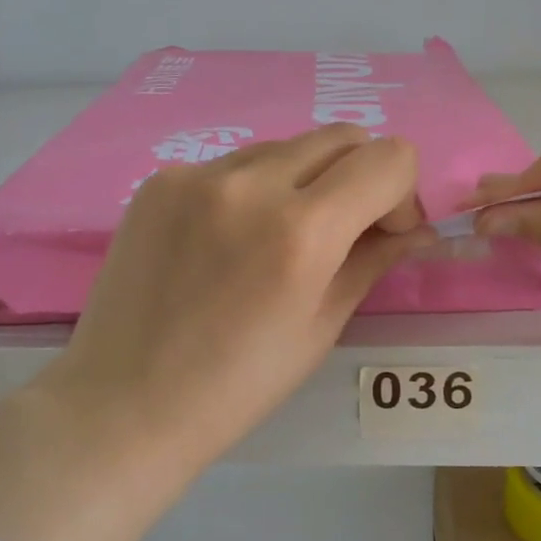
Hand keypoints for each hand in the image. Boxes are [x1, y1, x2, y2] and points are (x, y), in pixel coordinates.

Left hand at [41, 124, 429, 477]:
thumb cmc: (236, 386)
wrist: (124, 403)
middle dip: (360, 178)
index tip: (382, 234)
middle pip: (341, 137)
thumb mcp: (320, 328)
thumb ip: (372, 261)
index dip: (402, 193)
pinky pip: (232, 164)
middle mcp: (250, 183)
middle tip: (342, 233)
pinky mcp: (160, 179)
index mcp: (301, 231)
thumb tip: (416, 229)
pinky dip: (251, 190)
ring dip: (304, 181)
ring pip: (285, 147)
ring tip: (277, 241)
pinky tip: (226, 242)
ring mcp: (197, 174)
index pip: (389, 159)